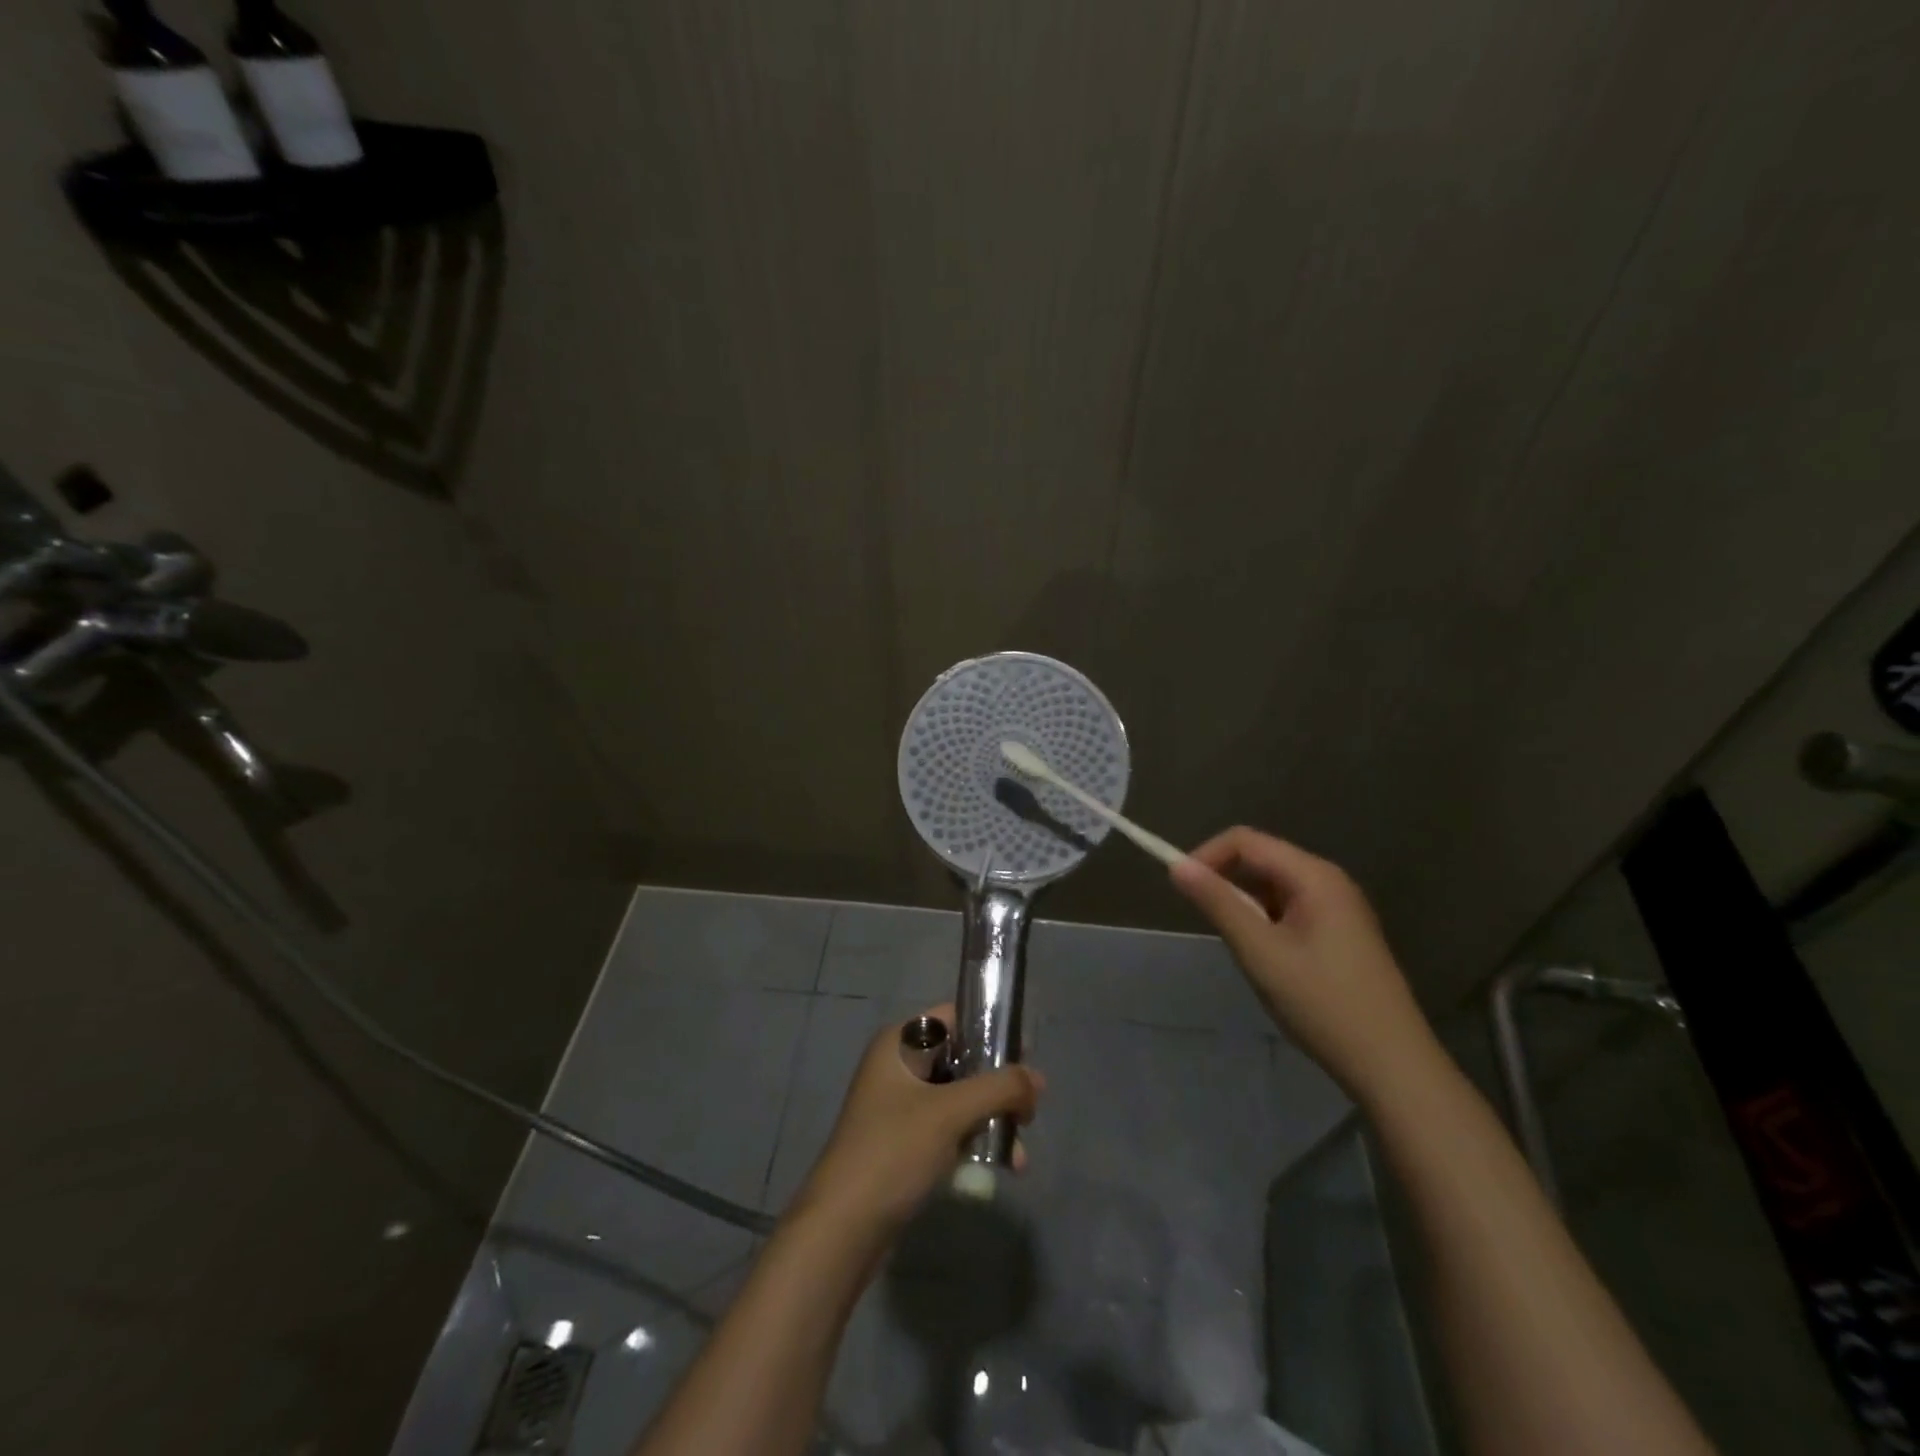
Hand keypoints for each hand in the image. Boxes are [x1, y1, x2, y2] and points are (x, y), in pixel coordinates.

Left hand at [793, 1003, 1042, 1237]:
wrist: (843, 1229)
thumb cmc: (894, 1152)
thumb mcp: (950, 1113)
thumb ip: (999, 1088)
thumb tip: (1038, 1079)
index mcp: (899, 1043)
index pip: (954, 1018)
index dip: (992, 1031)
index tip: (1027, 1057)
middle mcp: (898, 1066)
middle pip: (961, 1059)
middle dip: (998, 1084)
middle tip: (1031, 1107)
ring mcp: (900, 1105)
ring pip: (959, 1097)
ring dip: (992, 1117)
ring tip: (1020, 1150)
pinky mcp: (905, 1142)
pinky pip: (950, 1128)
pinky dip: (975, 1140)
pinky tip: (1004, 1166)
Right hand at [1170, 827, 1440, 1104]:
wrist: (1392, 1066)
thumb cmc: (1322, 1003)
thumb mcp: (1260, 952)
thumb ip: (1218, 904)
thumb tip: (1176, 866)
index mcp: (1314, 876)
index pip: (1245, 841)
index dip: (1207, 856)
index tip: (1182, 890)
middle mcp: (1329, 881)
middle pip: (1261, 859)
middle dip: (1226, 883)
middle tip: (1210, 926)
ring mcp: (1339, 907)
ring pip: (1273, 887)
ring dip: (1246, 907)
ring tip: (1242, 949)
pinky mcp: (1341, 932)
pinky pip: (1290, 909)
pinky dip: (1266, 923)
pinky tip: (1268, 961)